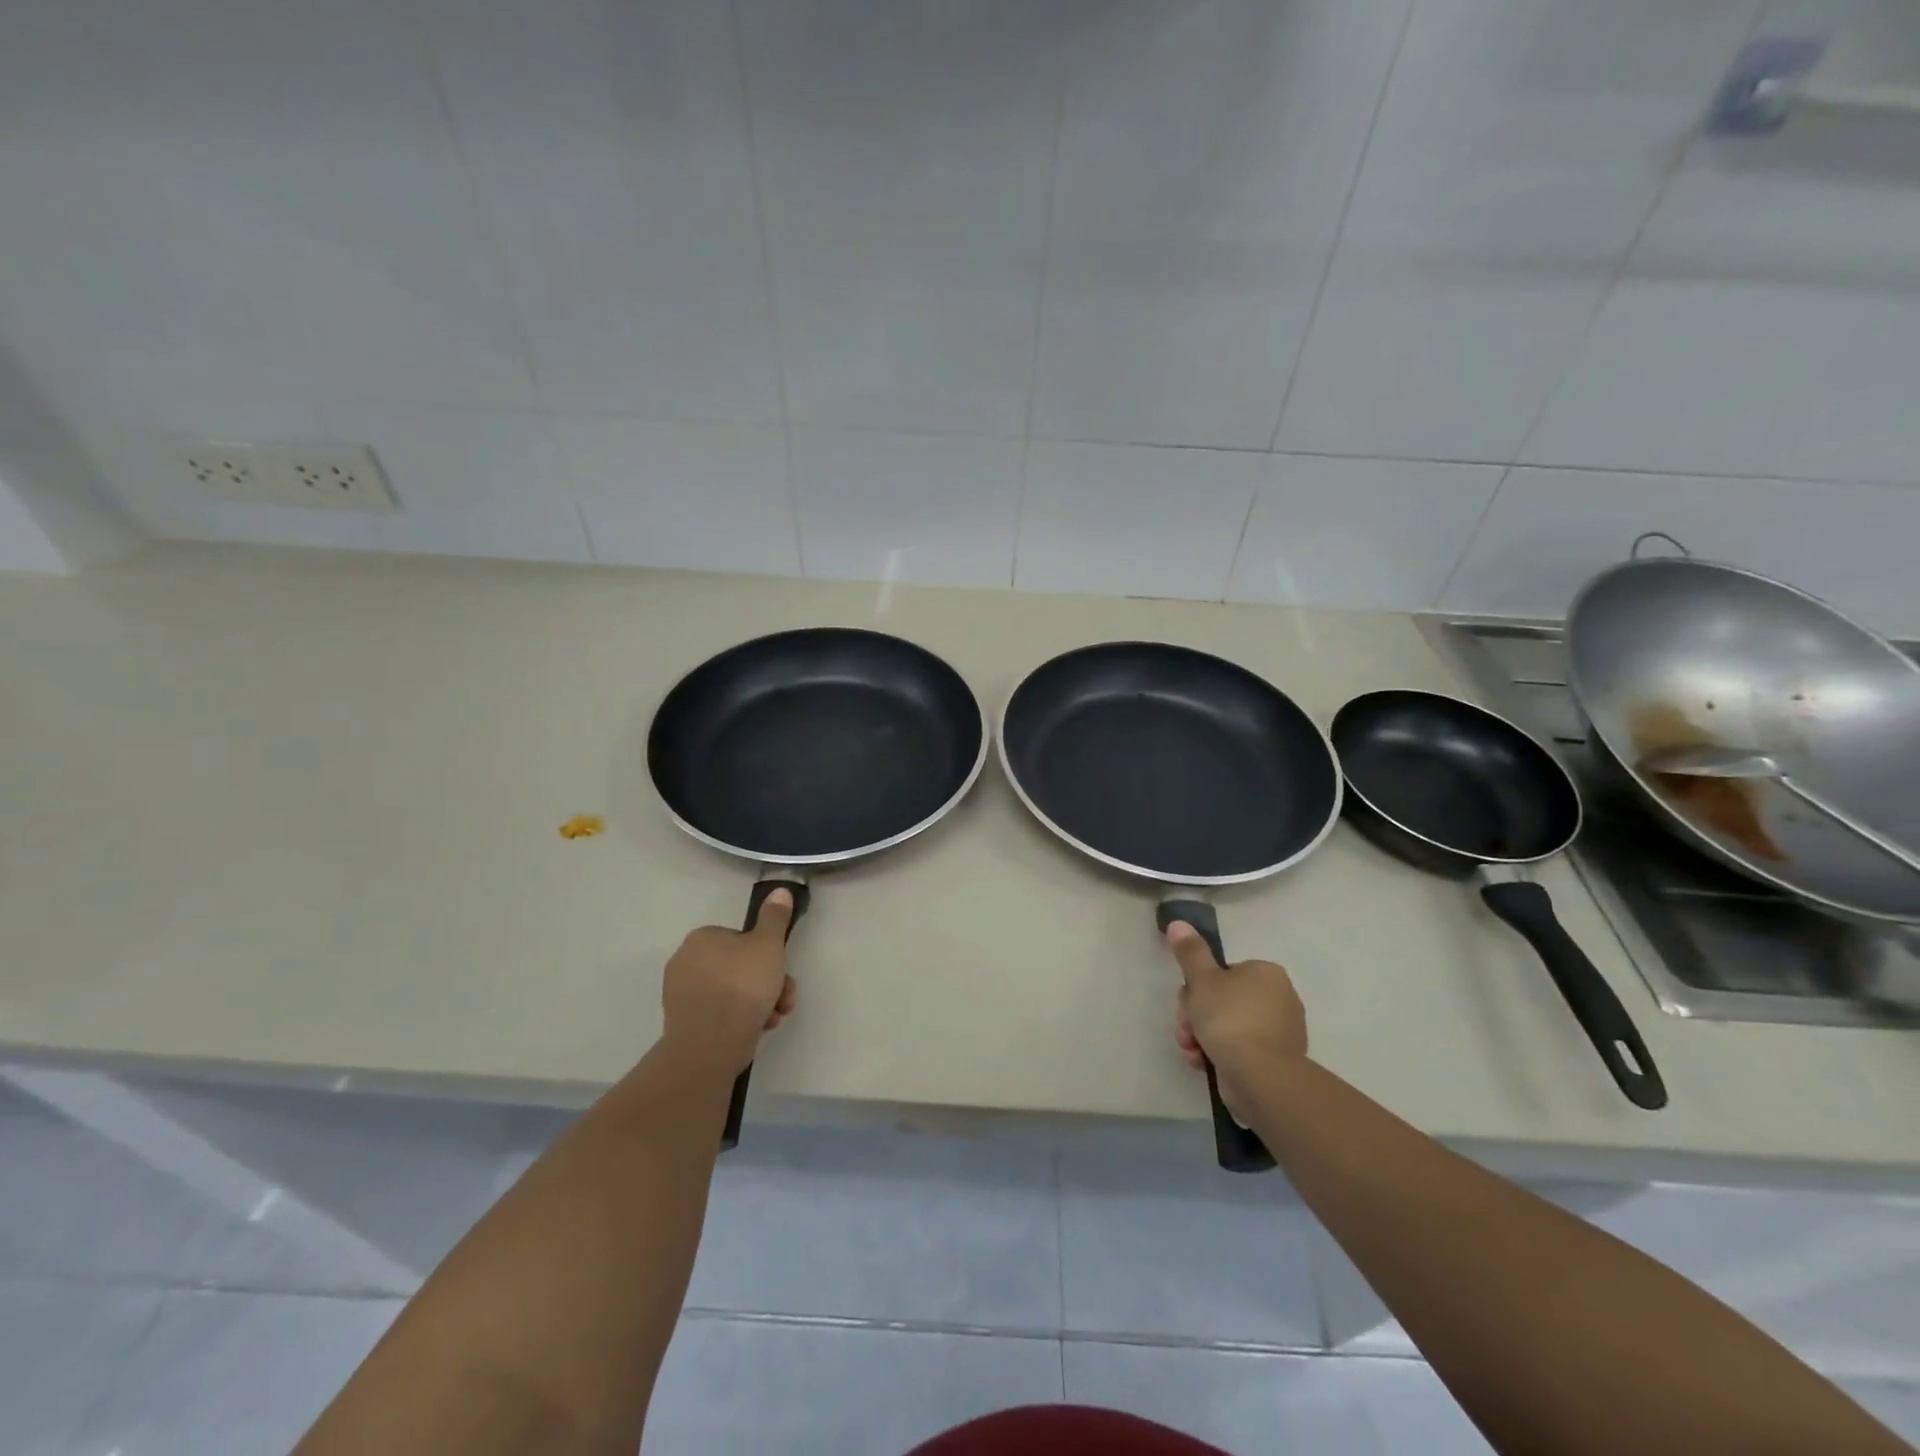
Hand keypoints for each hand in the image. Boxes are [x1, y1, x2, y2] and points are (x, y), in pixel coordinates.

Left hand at [661, 890, 796, 1073]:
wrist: (711, 1043)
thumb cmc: (742, 985)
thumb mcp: (768, 944)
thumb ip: (775, 917)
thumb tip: (780, 889)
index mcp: (701, 938)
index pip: (740, 939)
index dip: (765, 954)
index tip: (780, 970)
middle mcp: (686, 962)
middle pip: (740, 967)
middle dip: (767, 983)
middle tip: (783, 998)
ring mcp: (683, 995)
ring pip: (734, 992)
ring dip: (760, 1002)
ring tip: (774, 1017)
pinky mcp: (685, 1023)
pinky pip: (721, 1014)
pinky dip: (742, 1019)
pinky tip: (759, 1028)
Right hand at [1167, 921, 1307, 1113]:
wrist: (1260, 1077)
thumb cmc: (1230, 1019)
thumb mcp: (1202, 980)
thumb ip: (1190, 952)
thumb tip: (1178, 923)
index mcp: (1266, 973)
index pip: (1224, 973)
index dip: (1198, 988)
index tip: (1188, 1003)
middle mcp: (1279, 998)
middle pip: (1223, 1000)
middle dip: (1197, 1016)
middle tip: (1187, 1029)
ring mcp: (1280, 1032)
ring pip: (1227, 1026)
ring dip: (1202, 1036)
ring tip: (1192, 1050)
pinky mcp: (1276, 1061)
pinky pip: (1240, 1050)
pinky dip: (1219, 1054)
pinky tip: (1204, 1063)